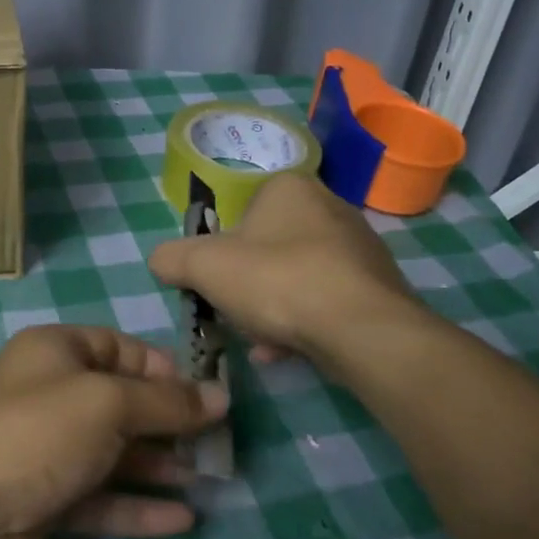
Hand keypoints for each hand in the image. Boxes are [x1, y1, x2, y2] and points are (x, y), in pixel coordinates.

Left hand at [0, 325, 227, 538]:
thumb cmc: (38, 434)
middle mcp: (47, 393)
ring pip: (111, 451)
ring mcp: (43, 448)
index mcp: (54, 351)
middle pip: (119, 401)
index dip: (163, 369)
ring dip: (157, 466)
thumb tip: (220, 396)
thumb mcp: (108, 404)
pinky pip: (99, 495)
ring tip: (205, 481)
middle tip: (215, 444)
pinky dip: (137, 505)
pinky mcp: (43, 497)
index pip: (119, 347)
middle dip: (167, 422)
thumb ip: (167, 402)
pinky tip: (181, 521)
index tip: (206, 395)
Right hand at [148, 173, 420, 367]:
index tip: (215, 281)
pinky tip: (285, 351)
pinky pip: (325, 301)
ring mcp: (359, 247)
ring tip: (260, 342)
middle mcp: (330, 207)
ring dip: (272, 309)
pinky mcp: (377, 286)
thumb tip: (161, 261)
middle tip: (235, 313)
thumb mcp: (203, 266)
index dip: (221, 249)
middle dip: (248, 284)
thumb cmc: (277, 280)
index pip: (242, 211)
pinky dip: (302, 323)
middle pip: (269, 247)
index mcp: (290, 187)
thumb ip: (172, 258)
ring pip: (297, 278)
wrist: (360, 329)